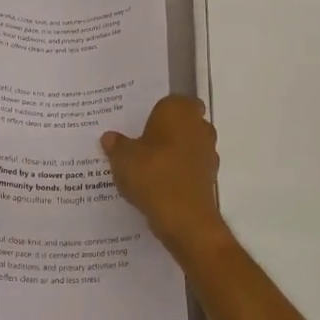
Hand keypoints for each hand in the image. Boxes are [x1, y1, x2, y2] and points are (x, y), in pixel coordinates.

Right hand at [101, 96, 226, 257]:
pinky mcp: (210, 176)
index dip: (157, 112)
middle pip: (182, 122)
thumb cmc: (152, 174)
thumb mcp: (122, 158)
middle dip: (166, 131)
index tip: (140, 124)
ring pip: (188, 145)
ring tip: (146, 167)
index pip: (171, 101)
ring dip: (173, 153)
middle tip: (140, 143)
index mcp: (179, 110)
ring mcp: (208, 152)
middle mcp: (199, 126)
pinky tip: (159, 185)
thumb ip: (116, 145)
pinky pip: (190, 167)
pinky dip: (179, 173)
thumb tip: (110, 137)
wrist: (184, 218)